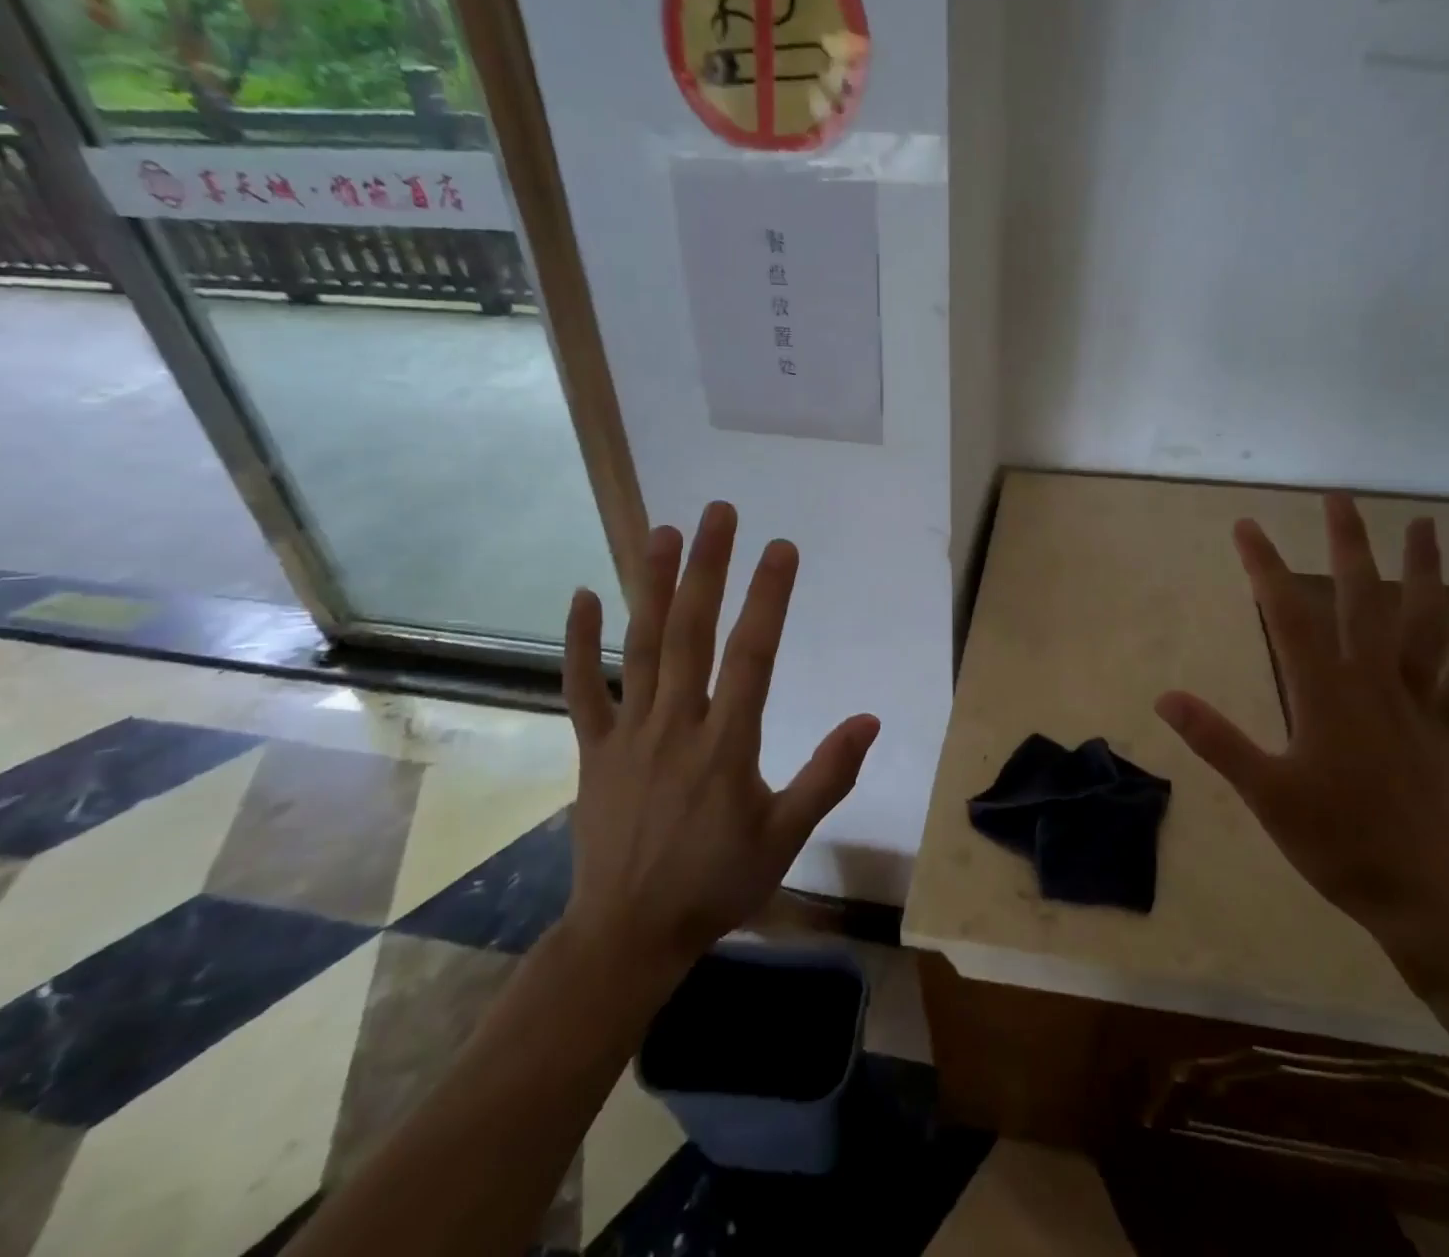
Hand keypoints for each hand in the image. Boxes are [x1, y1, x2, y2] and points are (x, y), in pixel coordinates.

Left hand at [557, 501, 879, 985]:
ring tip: (664, 532)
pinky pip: (581, 688)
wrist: (630, 935)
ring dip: (653, 586)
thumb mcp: (786, 837)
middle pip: (693, 633)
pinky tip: (583, 594)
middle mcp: (677, 725)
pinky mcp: (594, 748)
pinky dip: (578, 642)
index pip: (753, 655)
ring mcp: (629, 733)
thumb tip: (869, 719)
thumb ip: (828, 776)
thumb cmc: (717, 883)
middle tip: (720, 513)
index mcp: (727, 745)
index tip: (781, 549)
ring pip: (641, 647)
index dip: (768, 598)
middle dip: (708, 568)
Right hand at [1156, 492, 1448, 980]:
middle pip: (1360, 601)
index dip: (1265, 567)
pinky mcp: (1448, 729)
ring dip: (1423, 572)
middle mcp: (1374, 684)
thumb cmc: (1337, 844)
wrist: (1427, 899)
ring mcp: (1418, 704)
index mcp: (1324, 695)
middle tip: (1340, 499)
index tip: (1246, 526)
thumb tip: (1165, 698)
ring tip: (1423, 525)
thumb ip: (1216, 740)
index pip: (1287, 616)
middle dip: (1347, 546)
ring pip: (1422, 624)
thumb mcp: (1264, 795)